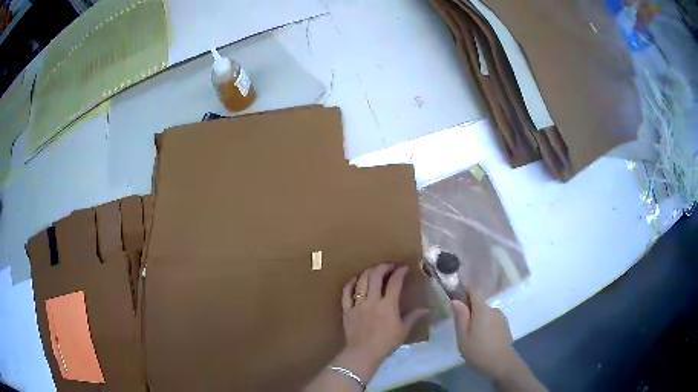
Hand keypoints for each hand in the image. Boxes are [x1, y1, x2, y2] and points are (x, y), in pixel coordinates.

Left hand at [339, 264, 427, 379]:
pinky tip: (355, 280)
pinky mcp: (347, 310)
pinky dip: (351, 283)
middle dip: (383, 267)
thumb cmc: (386, 343)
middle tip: (389, 266)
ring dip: (368, 272)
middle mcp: (372, 301)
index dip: (400, 272)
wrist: (363, 353)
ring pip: (361, 281)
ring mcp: (357, 304)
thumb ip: (413, 317)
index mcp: (388, 305)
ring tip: (374, 270)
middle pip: (375, 277)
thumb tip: (426, 309)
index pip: (394, 283)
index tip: (404, 268)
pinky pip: (346, 293)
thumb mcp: (403, 331)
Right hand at [451, 292, 517, 380]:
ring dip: (478, 320)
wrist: (502, 364)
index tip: (456, 299)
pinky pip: (492, 321)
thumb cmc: (479, 350)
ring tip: (472, 338)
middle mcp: (493, 309)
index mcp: (482, 309)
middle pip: (479, 304)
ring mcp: (501, 317)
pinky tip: (482, 341)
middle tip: (461, 329)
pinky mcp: (505, 326)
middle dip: (470, 312)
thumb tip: (455, 300)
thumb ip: (460, 317)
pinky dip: (485, 326)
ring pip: (485, 313)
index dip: (465, 290)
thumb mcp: (463, 336)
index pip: (474, 290)